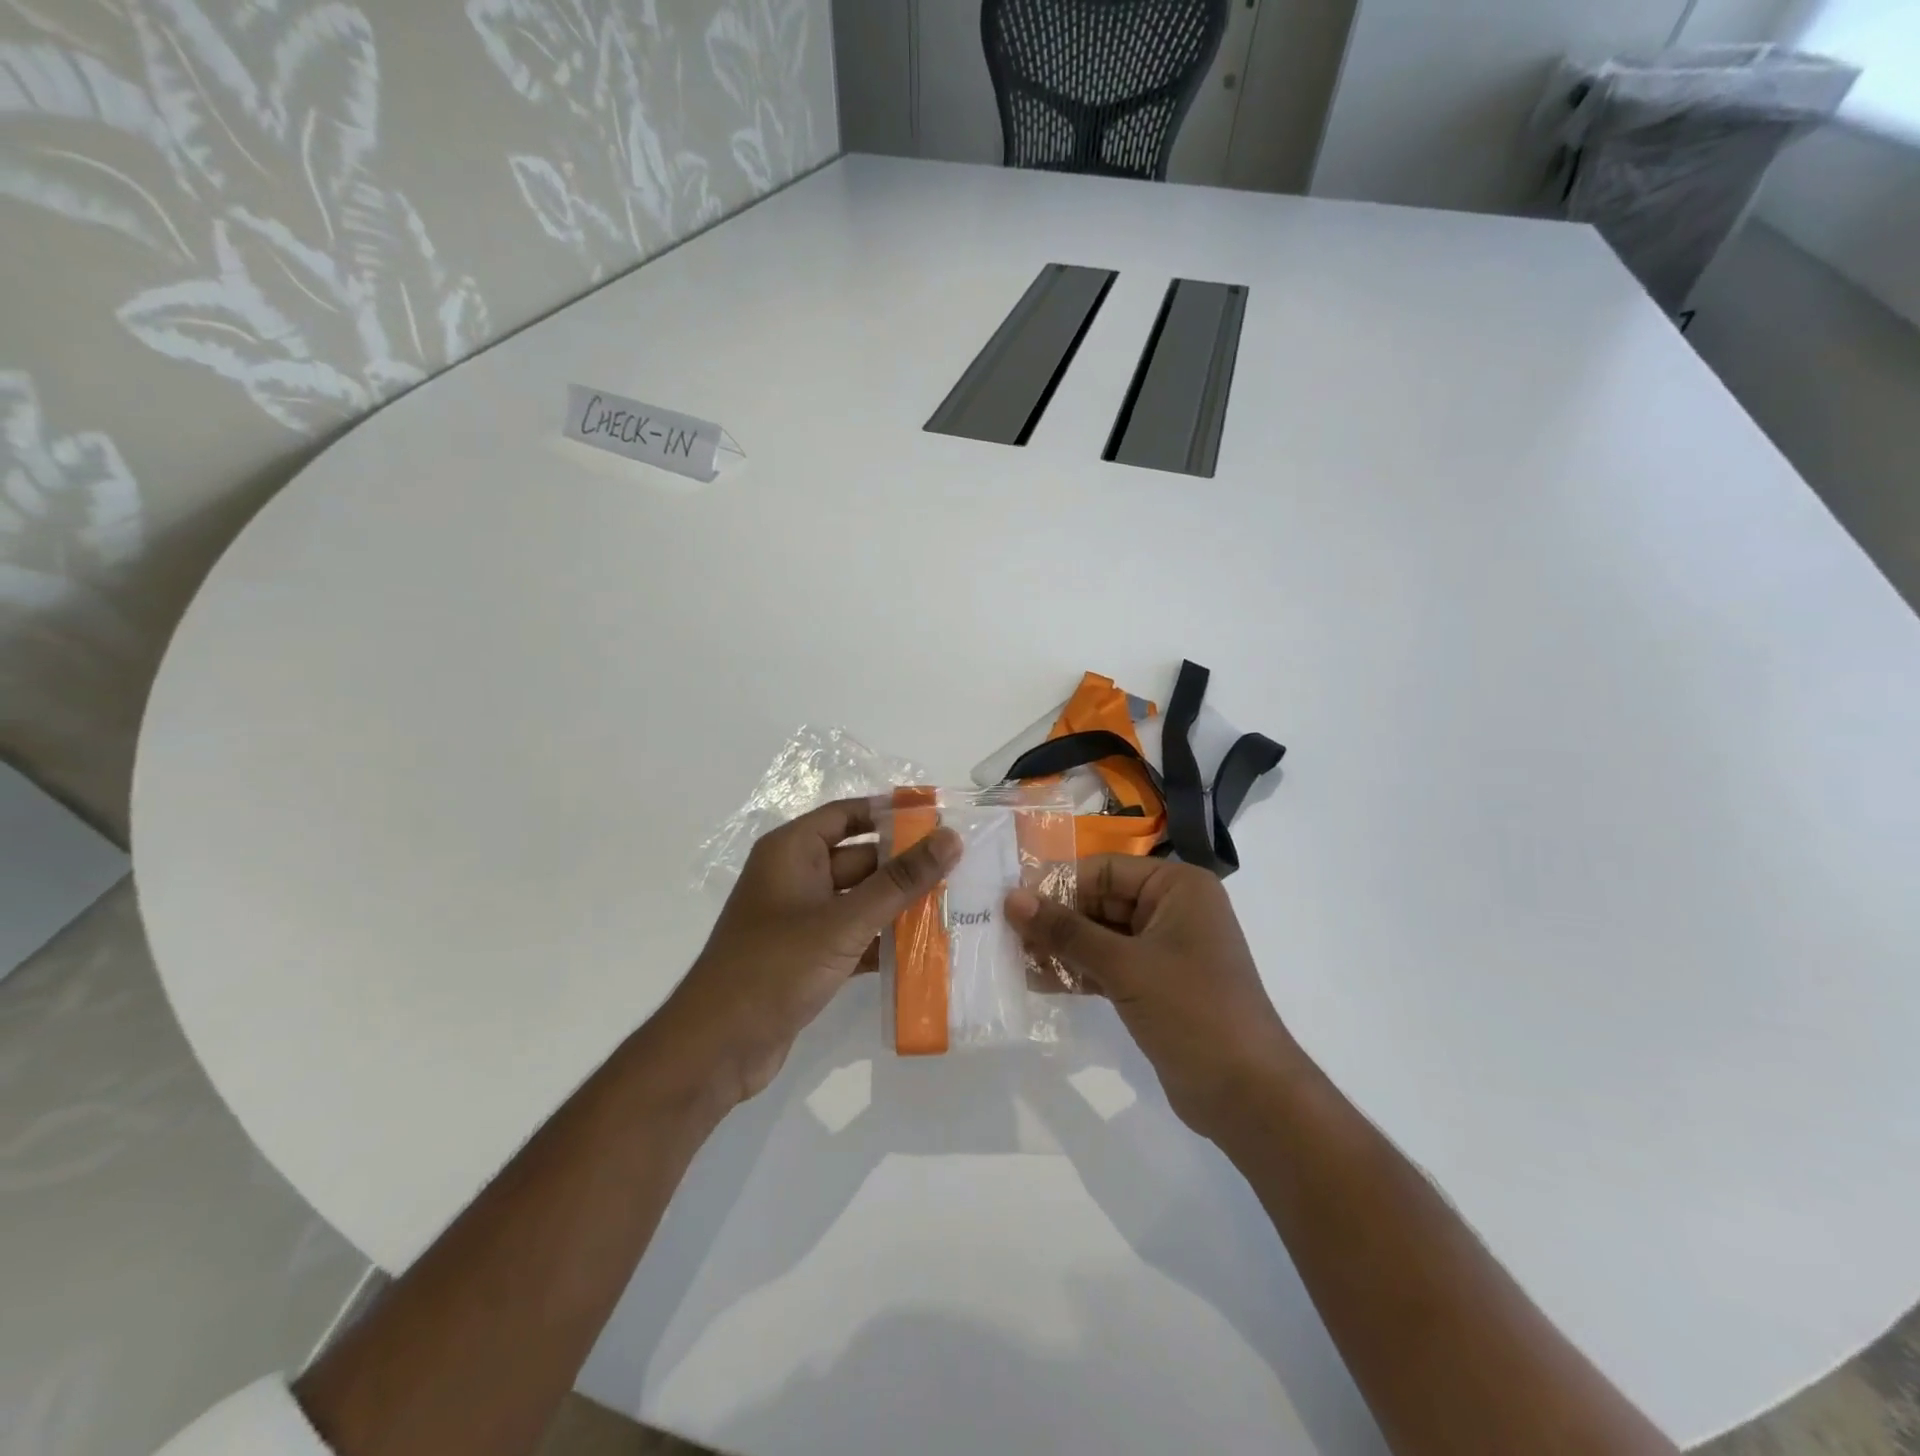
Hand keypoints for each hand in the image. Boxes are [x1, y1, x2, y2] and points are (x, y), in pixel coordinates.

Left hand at [663, 798, 961, 1106]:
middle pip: (861, 858)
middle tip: (962, 867)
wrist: (717, 1049)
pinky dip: (884, 941)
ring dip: (900, 906)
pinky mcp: (808, 957)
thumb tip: (951, 837)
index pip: (849, 814)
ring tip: (956, 905)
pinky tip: (927, 950)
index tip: (941, 818)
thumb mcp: (845, 921)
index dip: (892, 813)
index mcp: (792, 851)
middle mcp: (795, 877)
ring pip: (861, 900)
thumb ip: (900, 881)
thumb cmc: (776, 967)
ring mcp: (801, 920)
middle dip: (906, 865)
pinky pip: (855, 936)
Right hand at [1006, 857, 1297, 1141]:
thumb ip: (1066, 931)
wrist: (1248, 1096)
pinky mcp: (1155, 984)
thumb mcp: (1124, 966)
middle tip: (1006, 935)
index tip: (1011, 904)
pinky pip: (1108, 966)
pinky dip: (1078, 972)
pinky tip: (1039, 982)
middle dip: (1056, 920)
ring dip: (1061, 948)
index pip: (1104, 870)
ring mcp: (1165, 949)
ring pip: (1100, 936)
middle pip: (1100, 901)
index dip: (1058, 885)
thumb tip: (1011, 898)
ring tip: (1015, 959)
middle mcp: (1172, 909)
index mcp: (1177, 886)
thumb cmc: (1192, 1011)